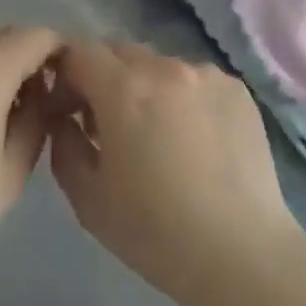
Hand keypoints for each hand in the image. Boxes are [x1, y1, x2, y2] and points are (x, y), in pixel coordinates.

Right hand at [47, 41, 304, 305]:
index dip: (66, 76)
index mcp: (124, 89)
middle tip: (108, 124)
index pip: (80, 52)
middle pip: (121, 52)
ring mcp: (206, 74)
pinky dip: (184, 98)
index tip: (68, 110)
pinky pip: (196, 80)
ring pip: (160, 65)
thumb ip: (65, 146)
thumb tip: (66, 120)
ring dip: (147, 88)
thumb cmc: (156, 232)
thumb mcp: (88, 200)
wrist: (241, 252)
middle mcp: (165, 67)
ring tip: (159, 136)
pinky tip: (196, 141)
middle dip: (105, 78)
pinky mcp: (237, 88)